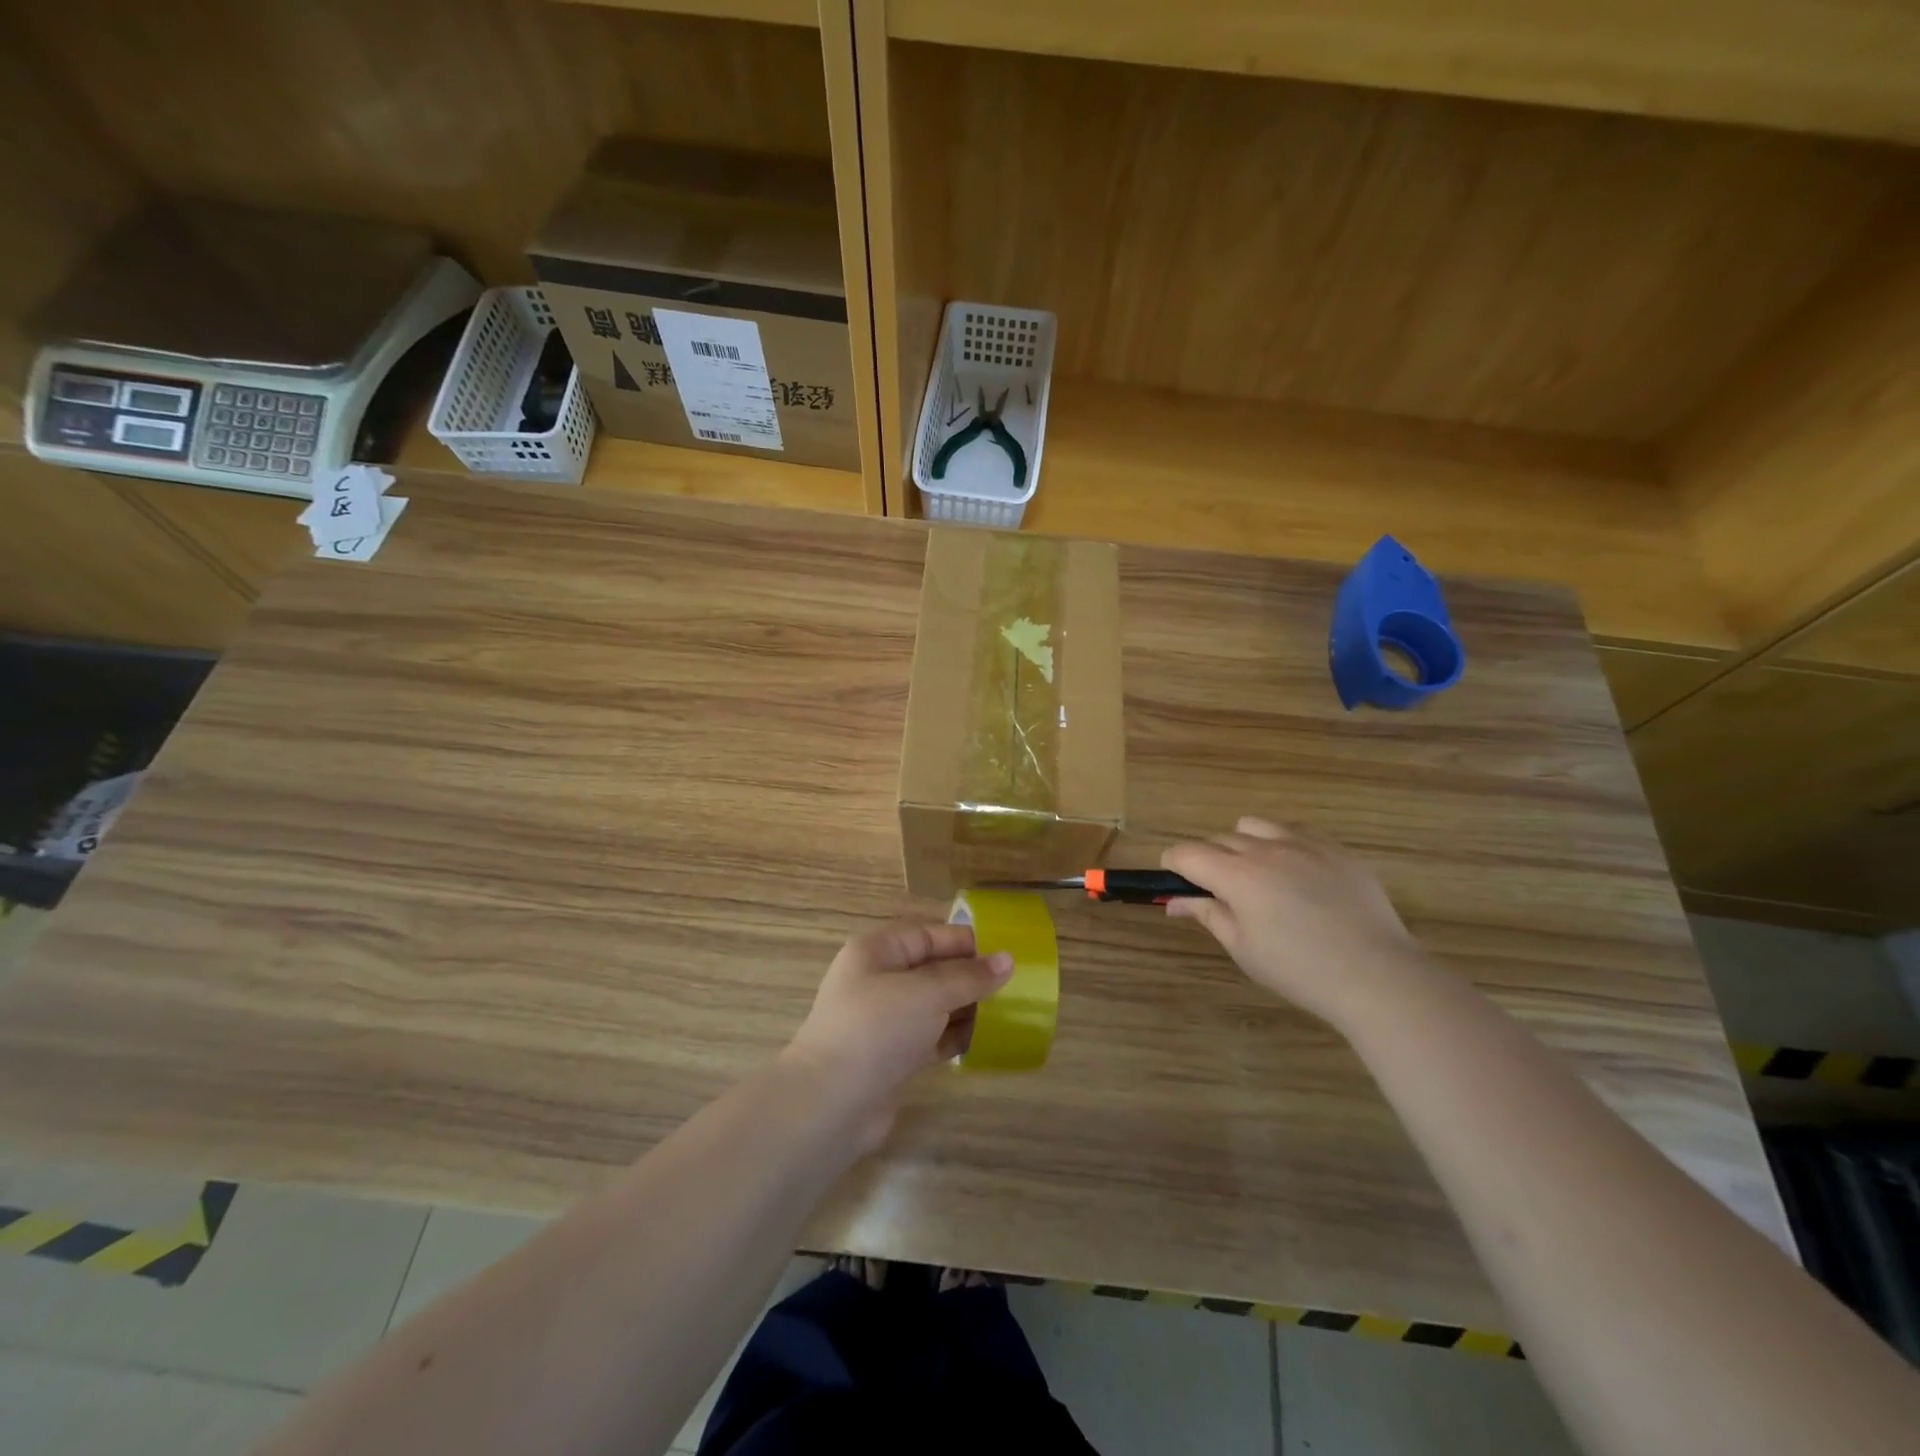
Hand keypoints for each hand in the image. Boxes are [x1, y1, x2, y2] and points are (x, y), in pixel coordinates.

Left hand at [782, 921, 1012, 1151]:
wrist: (831, 1104)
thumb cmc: (877, 1029)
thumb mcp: (927, 993)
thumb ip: (968, 977)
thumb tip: (1008, 960)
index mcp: (876, 953)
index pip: (925, 935)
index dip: (962, 941)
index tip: (1003, 950)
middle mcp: (878, 981)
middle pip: (931, 970)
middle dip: (969, 976)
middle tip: (1014, 984)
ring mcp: (884, 1022)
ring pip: (933, 1005)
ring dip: (967, 1008)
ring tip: (1009, 1011)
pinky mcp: (892, 1058)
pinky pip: (931, 1037)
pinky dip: (955, 1037)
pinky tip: (986, 1040)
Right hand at [1163, 817, 1432, 1029]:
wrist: (1376, 974)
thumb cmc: (1299, 969)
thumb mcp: (1243, 948)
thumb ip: (1207, 915)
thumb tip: (1175, 902)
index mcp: (1237, 875)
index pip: (1187, 853)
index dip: (1173, 864)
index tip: (1174, 880)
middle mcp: (1266, 849)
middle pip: (1219, 839)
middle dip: (1208, 859)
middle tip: (1218, 891)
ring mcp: (1304, 844)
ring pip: (1254, 826)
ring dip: (1242, 844)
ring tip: (1256, 876)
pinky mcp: (1336, 849)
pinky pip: (1295, 833)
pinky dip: (1281, 846)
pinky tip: (1296, 878)